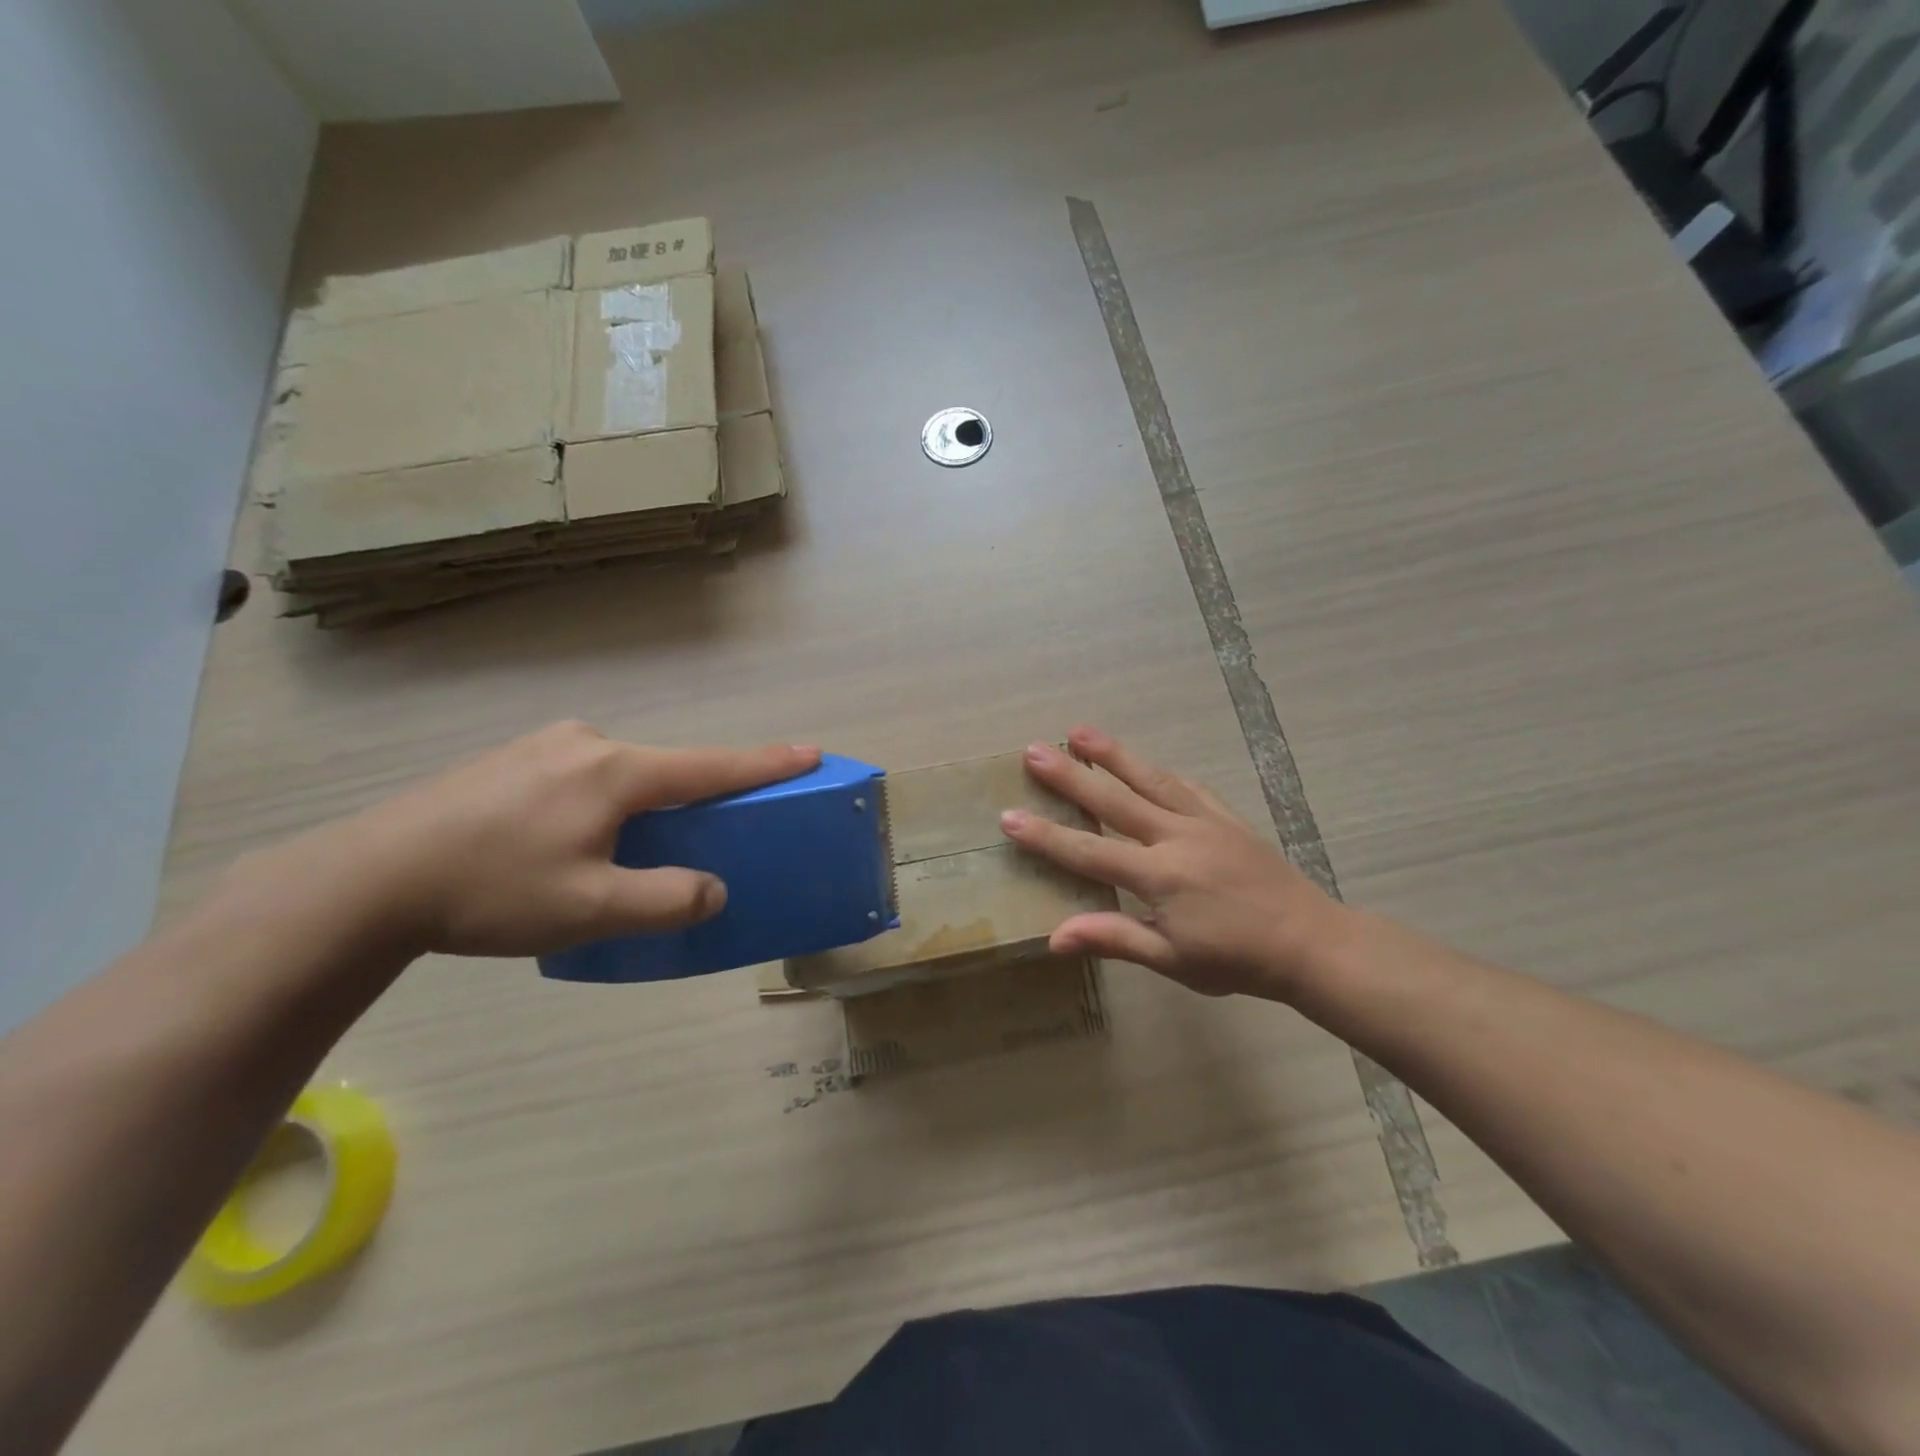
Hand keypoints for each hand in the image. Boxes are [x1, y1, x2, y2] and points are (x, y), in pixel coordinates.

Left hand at [223, 721, 819, 959]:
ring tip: (610, 855)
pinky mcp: (509, 759)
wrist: (366, 878)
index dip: (766, 764)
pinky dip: (598, 803)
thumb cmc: (491, 890)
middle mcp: (587, 744)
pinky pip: (581, 776)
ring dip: (637, 806)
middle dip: (687, 799)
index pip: (710, 767)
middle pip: (663, 770)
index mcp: (615, 771)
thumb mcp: (591, 909)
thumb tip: (713, 890)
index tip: (811, 752)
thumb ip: (667, 900)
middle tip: (690, 839)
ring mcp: (543, 746)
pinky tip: (559, 842)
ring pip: (619, 775)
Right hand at [999, 728, 1350, 998]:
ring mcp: (1204, 822)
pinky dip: (1161, 773)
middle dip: (1070, 777)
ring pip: (1150, 780)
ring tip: (1079, 731)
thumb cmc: (1237, 960)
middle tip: (1034, 751)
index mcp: (1159, 876)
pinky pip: (1188, 787)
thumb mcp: (1173, 960)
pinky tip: (1146, 764)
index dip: (1046, 836)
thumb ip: (1115, 939)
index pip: (1089, 853)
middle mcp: (1176, 838)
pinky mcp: (1227, 818)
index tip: (1009, 816)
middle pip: (1113, 801)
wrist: (1311, 943)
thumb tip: (1056, 937)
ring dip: (1112, 755)